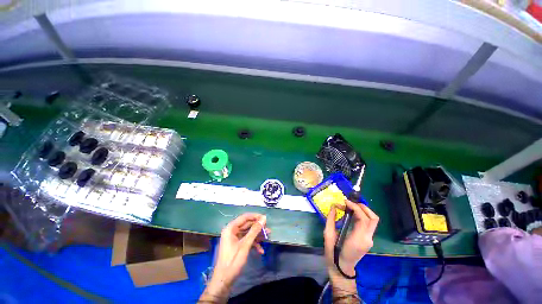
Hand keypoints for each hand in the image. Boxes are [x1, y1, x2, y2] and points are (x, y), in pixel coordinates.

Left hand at [210, 214, 267, 291]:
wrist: (223, 281)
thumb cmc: (233, 261)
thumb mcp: (245, 245)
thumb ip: (254, 230)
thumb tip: (264, 218)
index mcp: (231, 228)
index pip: (245, 217)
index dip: (256, 216)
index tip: (266, 219)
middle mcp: (232, 231)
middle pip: (247, 225)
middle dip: (258, 228)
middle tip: (268, 229)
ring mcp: (234, 238)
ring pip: (248, 233)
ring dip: (257, 236)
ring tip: (268, 237)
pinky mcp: (236, 245)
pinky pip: (246, 240)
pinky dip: (253, 244)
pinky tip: (261, 250)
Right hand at [324, 200, 378, 276]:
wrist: (341, 268)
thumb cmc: (333, 253)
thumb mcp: (328, 235)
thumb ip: (330, 220)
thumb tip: (333, 207)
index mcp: (358, 239)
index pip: (363, 219)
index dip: (355, 207)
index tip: (344, 201)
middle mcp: (367, 239)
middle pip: (373, 218)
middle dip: (362, 207)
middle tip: (350, 202)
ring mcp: (369, 240)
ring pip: (373, 221)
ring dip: (364, 210)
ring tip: (351, 206)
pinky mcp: (368, 239)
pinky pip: (369, 224)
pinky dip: (362, 215)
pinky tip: (352, 213)